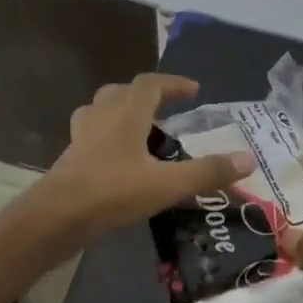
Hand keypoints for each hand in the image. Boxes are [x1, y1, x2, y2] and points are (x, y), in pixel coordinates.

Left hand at [29, 74, 252, 242]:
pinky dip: (108, 139)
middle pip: (122, 92)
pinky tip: (119, 161)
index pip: (151, 84)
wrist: (55, 218)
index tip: (194, 91)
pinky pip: (91, 136)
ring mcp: (81, 137)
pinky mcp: (70, 159)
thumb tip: (248, 159)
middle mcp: (101, 117)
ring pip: (101, 111)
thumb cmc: (112, 192)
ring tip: (142, 132)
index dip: (174, 83)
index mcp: (126, 113)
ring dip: (122, 113)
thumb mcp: (167, 184)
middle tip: (168, 111)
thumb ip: (208, 172)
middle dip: (147, 96)